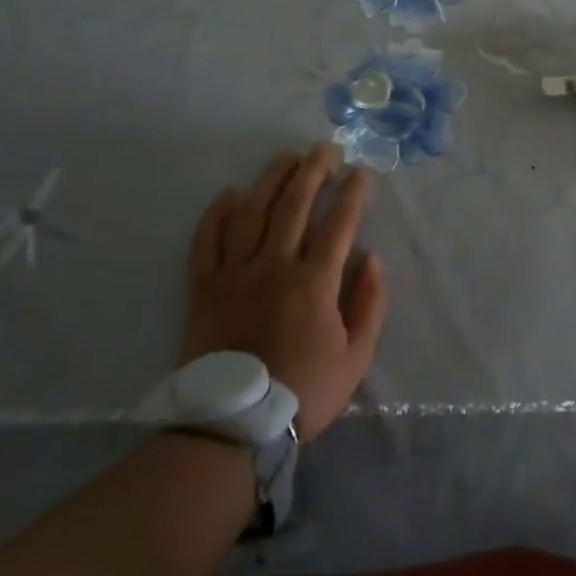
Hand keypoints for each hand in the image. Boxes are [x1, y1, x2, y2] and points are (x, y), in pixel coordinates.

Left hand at [183, 143, 386, 438]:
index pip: (338, 224)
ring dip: (270, 180)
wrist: (232, 428)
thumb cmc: (303, 392)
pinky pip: (206, 242)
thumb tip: (373, 259)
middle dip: (313, 171)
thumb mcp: (356, 358)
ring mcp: (234, 274)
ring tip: (285, 157)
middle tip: (324, 148)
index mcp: (314, 282)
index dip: (352, 194)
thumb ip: (369, 304)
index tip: (361, 172)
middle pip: (294, 206)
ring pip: (251, 213)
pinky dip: (216, 215)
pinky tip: (229, 194)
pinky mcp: (203, 289)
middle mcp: (274, 266)